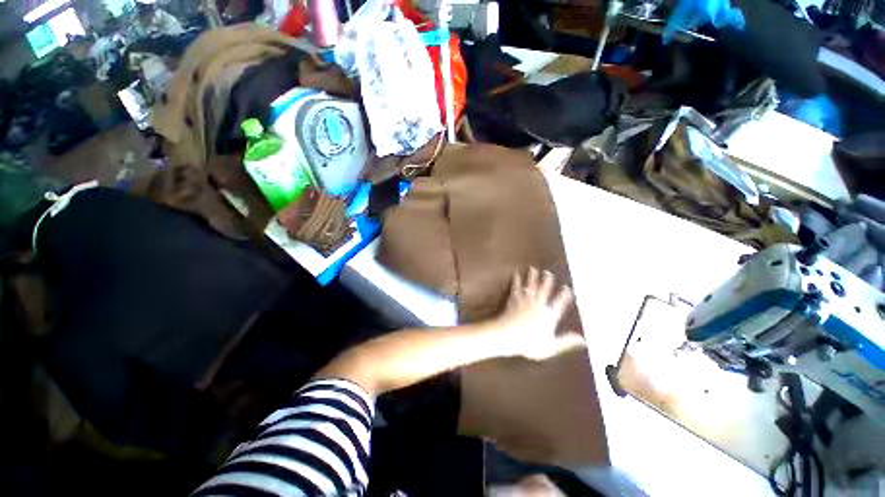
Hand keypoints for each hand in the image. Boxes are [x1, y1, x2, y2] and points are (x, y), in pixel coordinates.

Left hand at [493, 268, 584, 360]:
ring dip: (532, 277)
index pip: (559, 303)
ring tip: (533, 269)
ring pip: (531, 286)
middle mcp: (538, 305)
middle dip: (547, 281)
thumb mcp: (551, 346)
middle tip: (548, 272)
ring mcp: (525, 301)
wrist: (509, 335)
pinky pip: (516, 288)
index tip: (567, 287)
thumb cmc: (530, 343)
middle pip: (544, 291)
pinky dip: (516, 281)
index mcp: (548, 316)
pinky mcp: (514, 300)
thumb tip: (584, 340)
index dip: (564, 295)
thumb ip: (567, 341)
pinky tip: (516, 274)